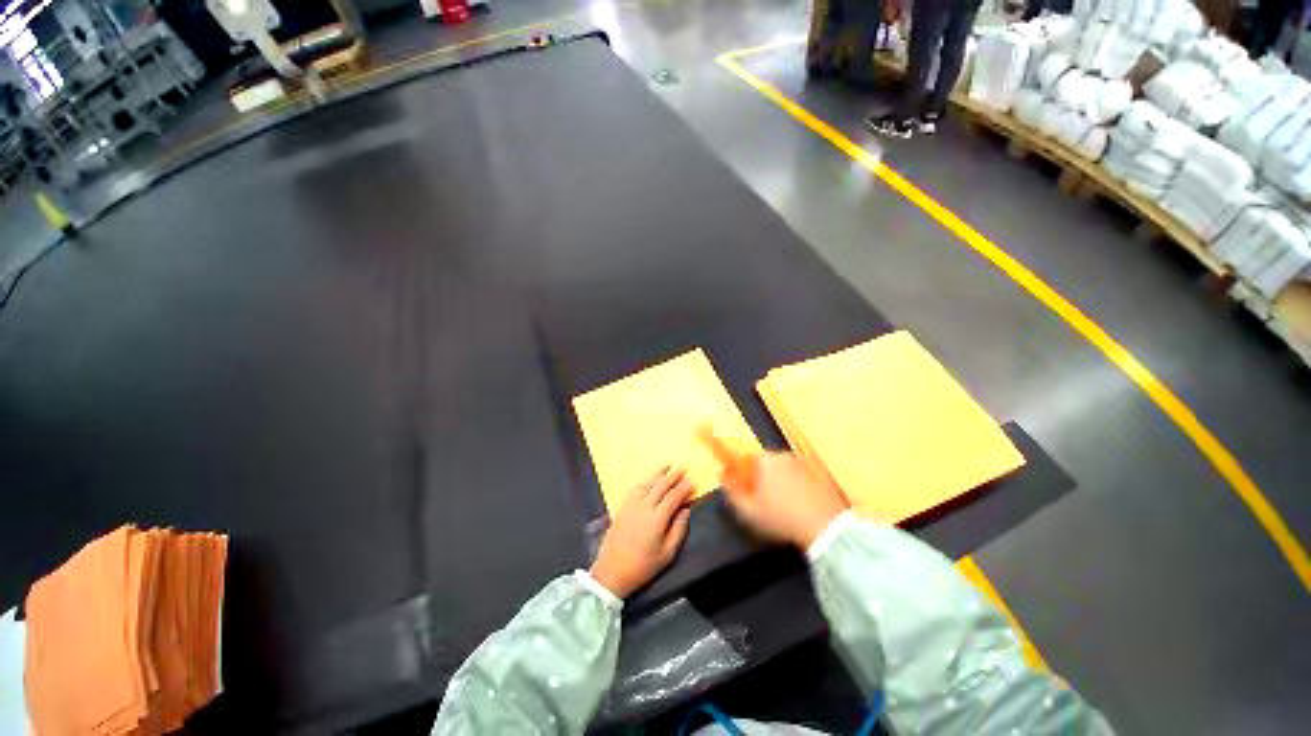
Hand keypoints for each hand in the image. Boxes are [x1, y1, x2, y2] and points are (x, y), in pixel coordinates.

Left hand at [590, 467, 693, 597]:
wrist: (612, 572)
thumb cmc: (643, 567)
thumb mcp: (667, 554)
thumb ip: (678, 530)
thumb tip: (686, 510)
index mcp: (657, 520)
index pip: (673, 497)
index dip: (683, 488)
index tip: (691, 480)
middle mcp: (644, 507)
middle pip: (660, 486)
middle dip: (672, 476)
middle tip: (682, 468)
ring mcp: (631, 505)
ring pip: (646, 484)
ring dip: (657, 473)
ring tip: (666, 466)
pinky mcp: (622, 507)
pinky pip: (635, 489)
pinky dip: (644, 481)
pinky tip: (648, 479)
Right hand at [722, 452, 848, 547]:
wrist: (826, 528)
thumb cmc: (782, 518)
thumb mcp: (748, 511)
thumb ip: (731, 492)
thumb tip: (722, 476)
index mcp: (764, 460)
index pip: (744, 458)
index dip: (739, 471)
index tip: (738, 484)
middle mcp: (784, 456)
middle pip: (764, 463)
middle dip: (759, 477)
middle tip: (760, 499)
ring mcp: (803, 464)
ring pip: (783, 469)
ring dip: (778, 481)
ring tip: (780, 505)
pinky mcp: (820, 474)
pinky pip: (799, 476)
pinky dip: (795, 486)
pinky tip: (797, 505)